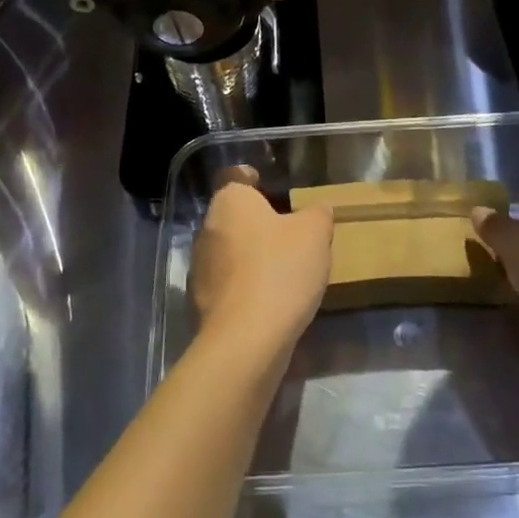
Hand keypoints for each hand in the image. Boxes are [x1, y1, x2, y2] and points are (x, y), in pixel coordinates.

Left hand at [189, 178, 332, 361]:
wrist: (246, 340)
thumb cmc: (280, 270)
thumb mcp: (315, 233)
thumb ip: (317, 214)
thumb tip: (316, 210)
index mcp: (230, 202)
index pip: (236, 177)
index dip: (252, 179)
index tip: (268, 186)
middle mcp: (207, 228)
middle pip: (233, 216)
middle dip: (256, 223)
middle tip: (289, 233)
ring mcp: (200, 268)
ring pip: (229, 251)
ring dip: (250, 256)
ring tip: (283, 271)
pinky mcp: (201, 302)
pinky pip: (228, 284)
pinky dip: (246, 287)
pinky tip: (270, 301)